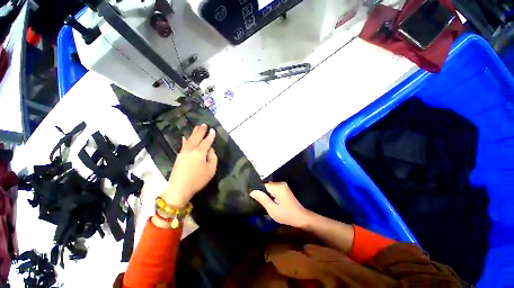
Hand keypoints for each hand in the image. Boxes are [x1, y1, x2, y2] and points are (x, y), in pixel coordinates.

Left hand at [160, 124, 217, 207]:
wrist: (179, 186)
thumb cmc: (197, 180)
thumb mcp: (210, 171)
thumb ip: (213, 158)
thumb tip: (210, 150)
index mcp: (200, 152)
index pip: (207, 141)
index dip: (210, 136)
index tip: (213, 130)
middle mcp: (191, 148)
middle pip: (197, 137)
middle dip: (201, 131)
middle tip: (204, 125)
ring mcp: (184, 151)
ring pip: (190, 139)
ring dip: (193, 133)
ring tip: (197, 127)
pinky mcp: (179, 156)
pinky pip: (183, 144)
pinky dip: (185, 140)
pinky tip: (184, 137)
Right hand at [250, 182, 311, 227]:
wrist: (301, 218)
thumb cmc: (286, 215)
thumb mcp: (272, 209)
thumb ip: (262, 199)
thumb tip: (252, 191)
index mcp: (278, 187)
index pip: (262, 185)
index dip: (257, 192)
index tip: (253, 199)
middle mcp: (281, 184)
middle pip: (266, 186)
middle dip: (261, 194)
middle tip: (257, 203)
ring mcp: (283, 187)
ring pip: (269, 189)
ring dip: (266, 196)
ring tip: (262, 204)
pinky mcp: (284, 191)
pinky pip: (273, 191)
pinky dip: (270, 196)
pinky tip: (269, 203)